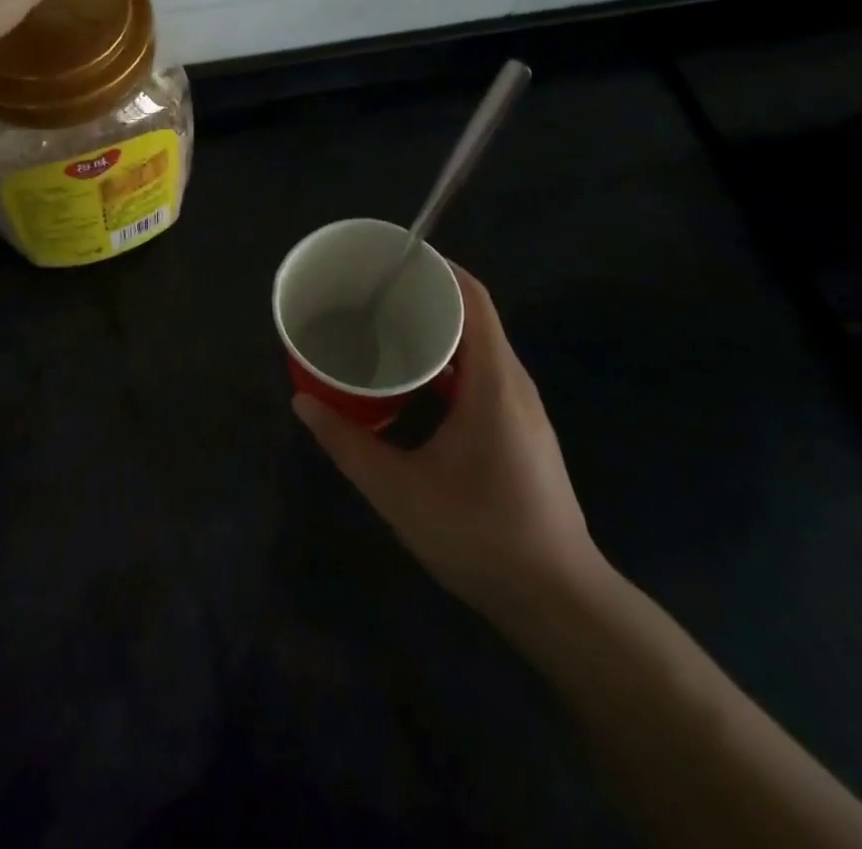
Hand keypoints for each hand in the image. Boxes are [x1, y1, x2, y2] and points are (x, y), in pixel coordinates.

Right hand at [294, 266, 612, 633]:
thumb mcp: (399, 490)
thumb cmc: (480, 535)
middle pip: (474, 316)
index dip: (437, 268)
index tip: (392, 259)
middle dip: (426, 297)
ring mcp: (522, 409)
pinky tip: (413, 384)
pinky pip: (481, 375)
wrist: (559, 602)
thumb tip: (302, 401)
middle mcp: (513, 383)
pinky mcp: (520, 431)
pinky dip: (447, 364)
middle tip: (373, 294)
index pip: (473, 298)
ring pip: (478, 348)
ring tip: (385, 328)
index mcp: (493, 381)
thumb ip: (347, 443)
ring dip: (436, 332)